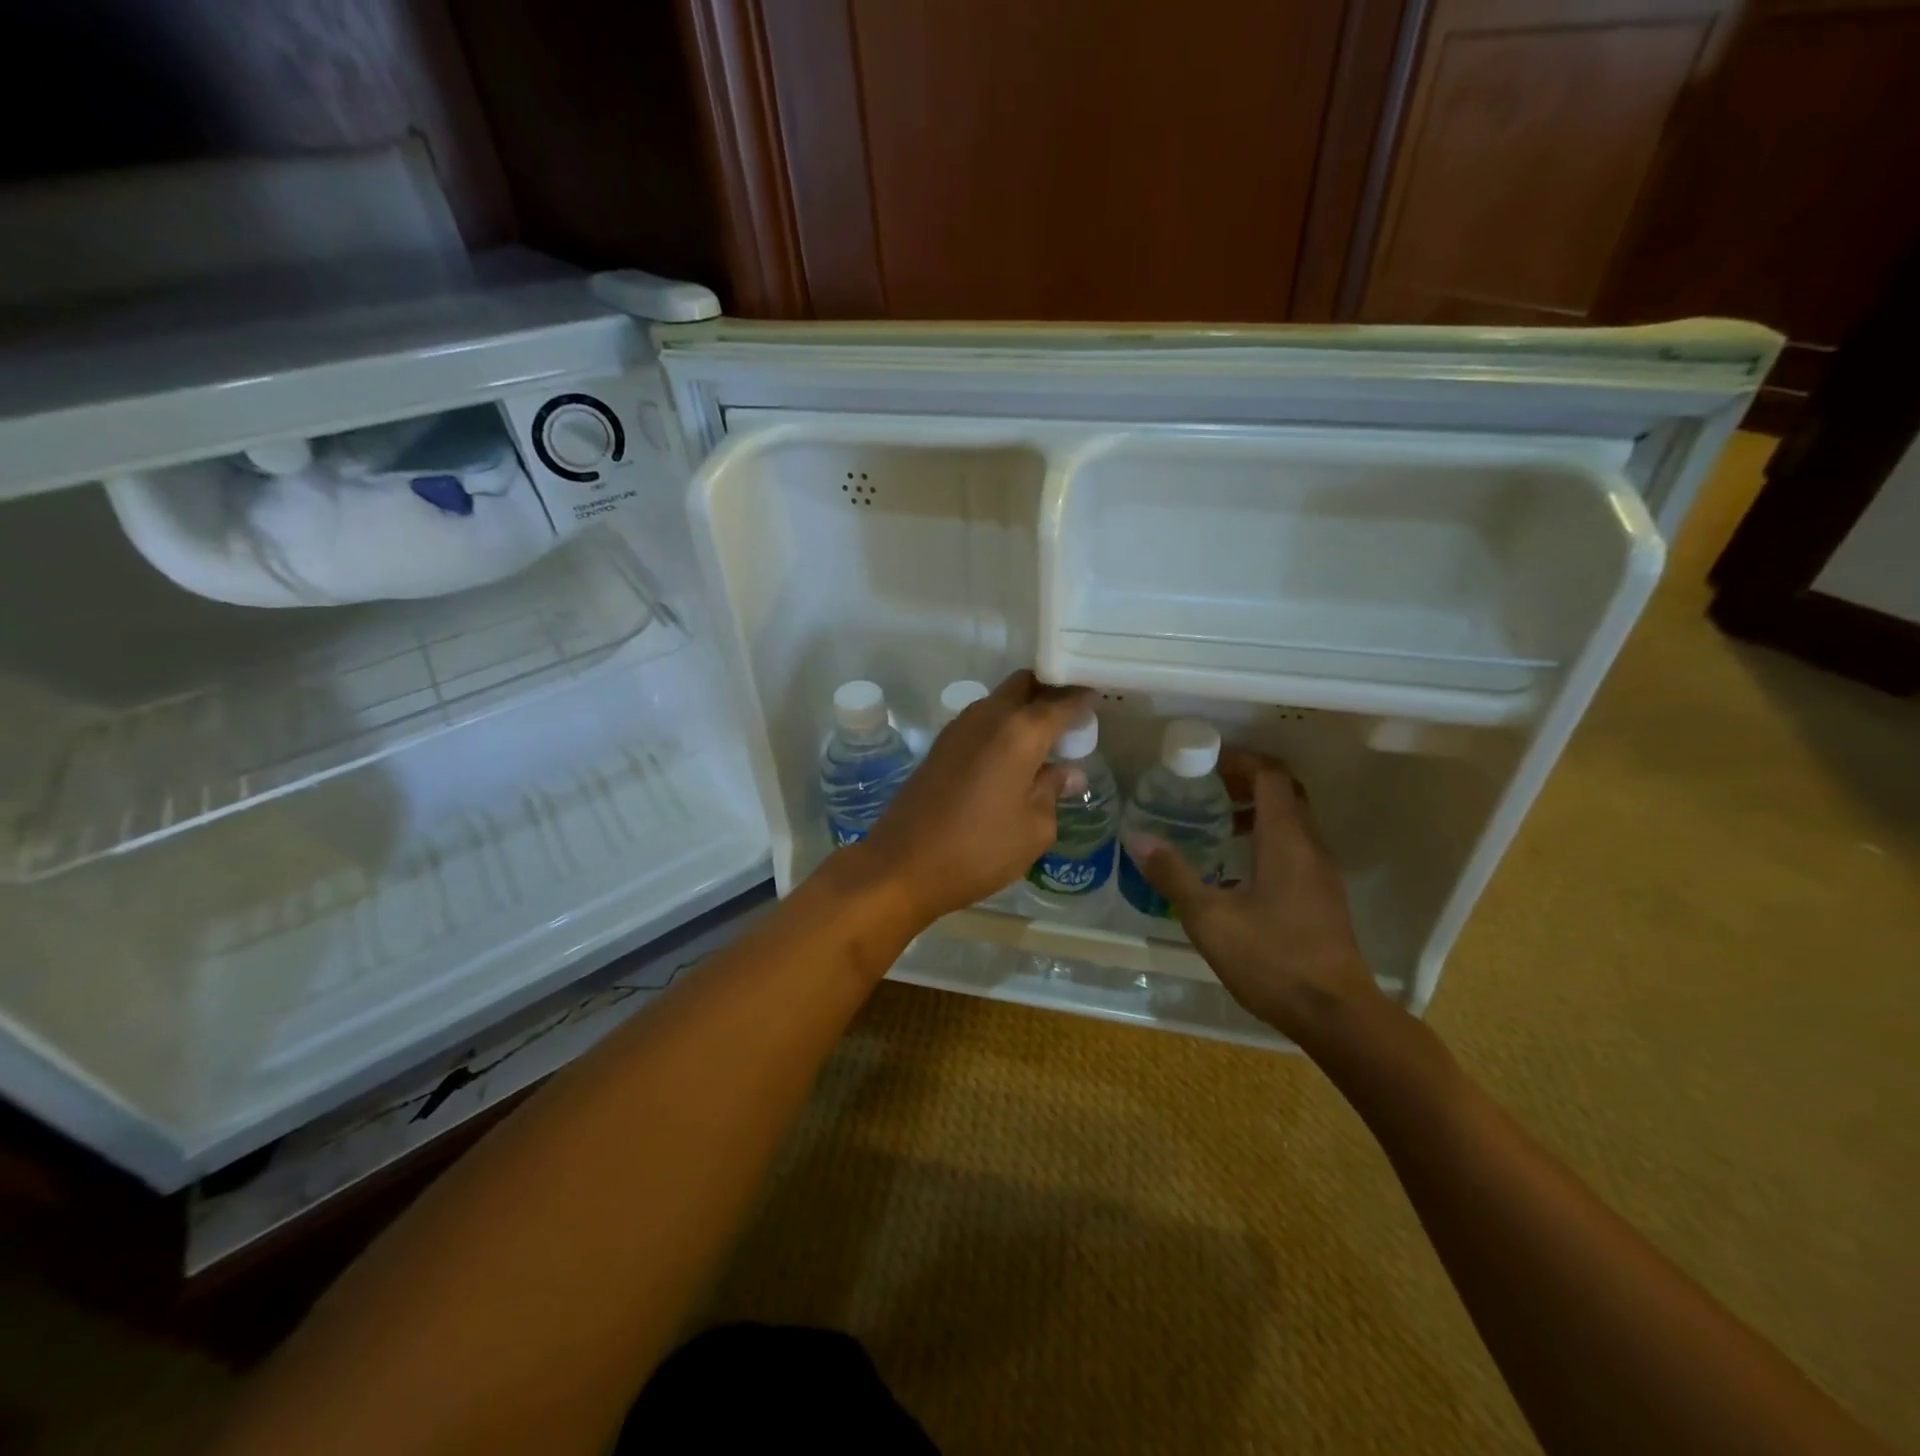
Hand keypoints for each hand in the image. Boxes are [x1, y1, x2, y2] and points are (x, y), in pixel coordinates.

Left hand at [851, 671, 1090, 926]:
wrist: (901, 865)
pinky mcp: (941, 745)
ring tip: (1048, 737)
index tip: (1101, 696)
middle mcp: (987, 716)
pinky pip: (982, 720)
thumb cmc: (978, 850)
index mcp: (1018, 732)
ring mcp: (959, 728)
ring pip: (1001, 700)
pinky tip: (1015, 755)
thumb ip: (1053, 792)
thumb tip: (1067, 773)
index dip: (1083, 695)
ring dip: (1025, 708)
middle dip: (1051, 691)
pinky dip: (1004, 725)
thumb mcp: (1033, 829)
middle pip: (1025, 684)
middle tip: (1073, 715)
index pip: (1060, 699)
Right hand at [1125, 749, 1383, 1043]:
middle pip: (1284, 793)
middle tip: (1206, 786)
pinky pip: (1295, 849)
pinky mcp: (1322, 898)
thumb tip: (1136, 836)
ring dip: (1257, 812)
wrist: (1336, 1014)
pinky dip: (1267, 840)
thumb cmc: (1272, 958)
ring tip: (1216, 823)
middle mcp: (1309, 846)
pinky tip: (1236, 870)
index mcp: (1286, 839)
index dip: (1240, 759)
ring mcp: (1321, 873)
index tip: (1205, 761)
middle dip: (1246, 781)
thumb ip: (1173, 874)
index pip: (1270, 775)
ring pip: (1292, 822)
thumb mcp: (1210, 917)